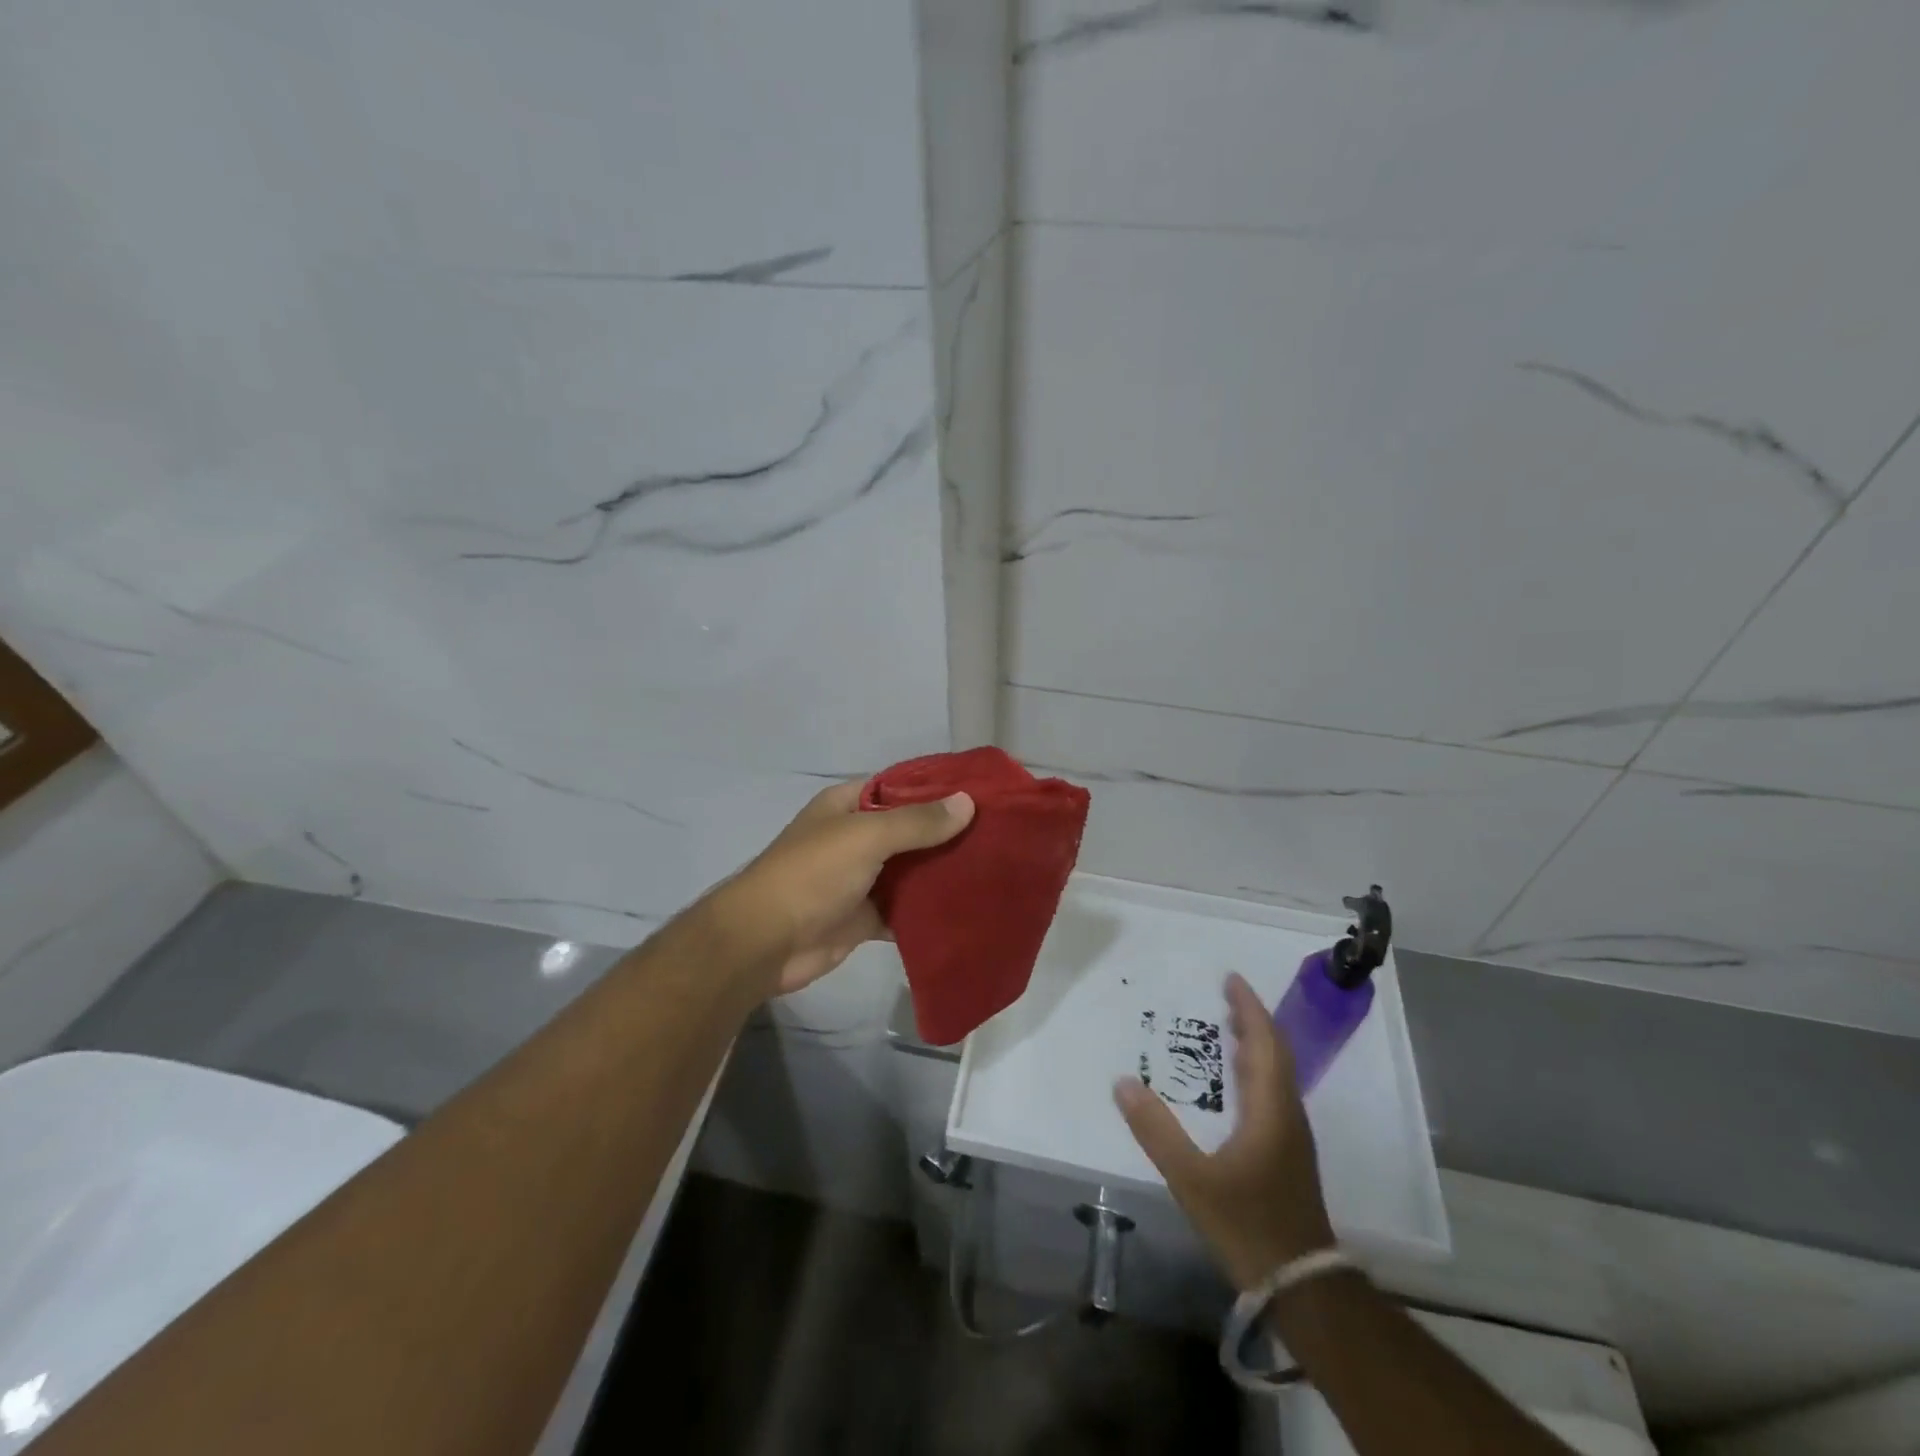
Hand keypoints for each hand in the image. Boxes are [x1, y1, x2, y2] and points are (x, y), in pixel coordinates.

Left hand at [718, 779, 974, 997]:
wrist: (766, 942)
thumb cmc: (812, 874)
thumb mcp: (865, 836)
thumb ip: (917, 822)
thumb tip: (967, 802)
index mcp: (848, 805)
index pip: (900, 787)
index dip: (938, 789)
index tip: (982, 795)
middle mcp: (856, 837)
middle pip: (910, 830)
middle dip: (948, 834)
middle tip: (999, 836)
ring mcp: (861, 879)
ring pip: (910, 871)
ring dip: (942, 873)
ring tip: (993, 870)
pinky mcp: (865, 917)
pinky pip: (904, 909)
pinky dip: (928, 911)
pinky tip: (966, 909)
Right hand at [1115, 972, 1335, 1290]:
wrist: (1301, 1285)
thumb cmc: (1247, 1224)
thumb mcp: (1192, 1179)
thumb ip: (1156, 1130)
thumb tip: (1122, 1082)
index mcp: (1271, 1109)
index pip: (1265, 1043)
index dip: (1250, 1009)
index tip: (1231, 979)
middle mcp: (1287, 1113)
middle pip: (1276, 1053)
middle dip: (1253, 1020)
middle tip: (1225, 995)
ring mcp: (1292, 1135)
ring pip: (1278, 1073)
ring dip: (1256, 1043)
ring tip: (1228, 1026)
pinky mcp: (1288, 1153)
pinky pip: (1273, 1092)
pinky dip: (1255, 1069)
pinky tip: (1235, 1081)